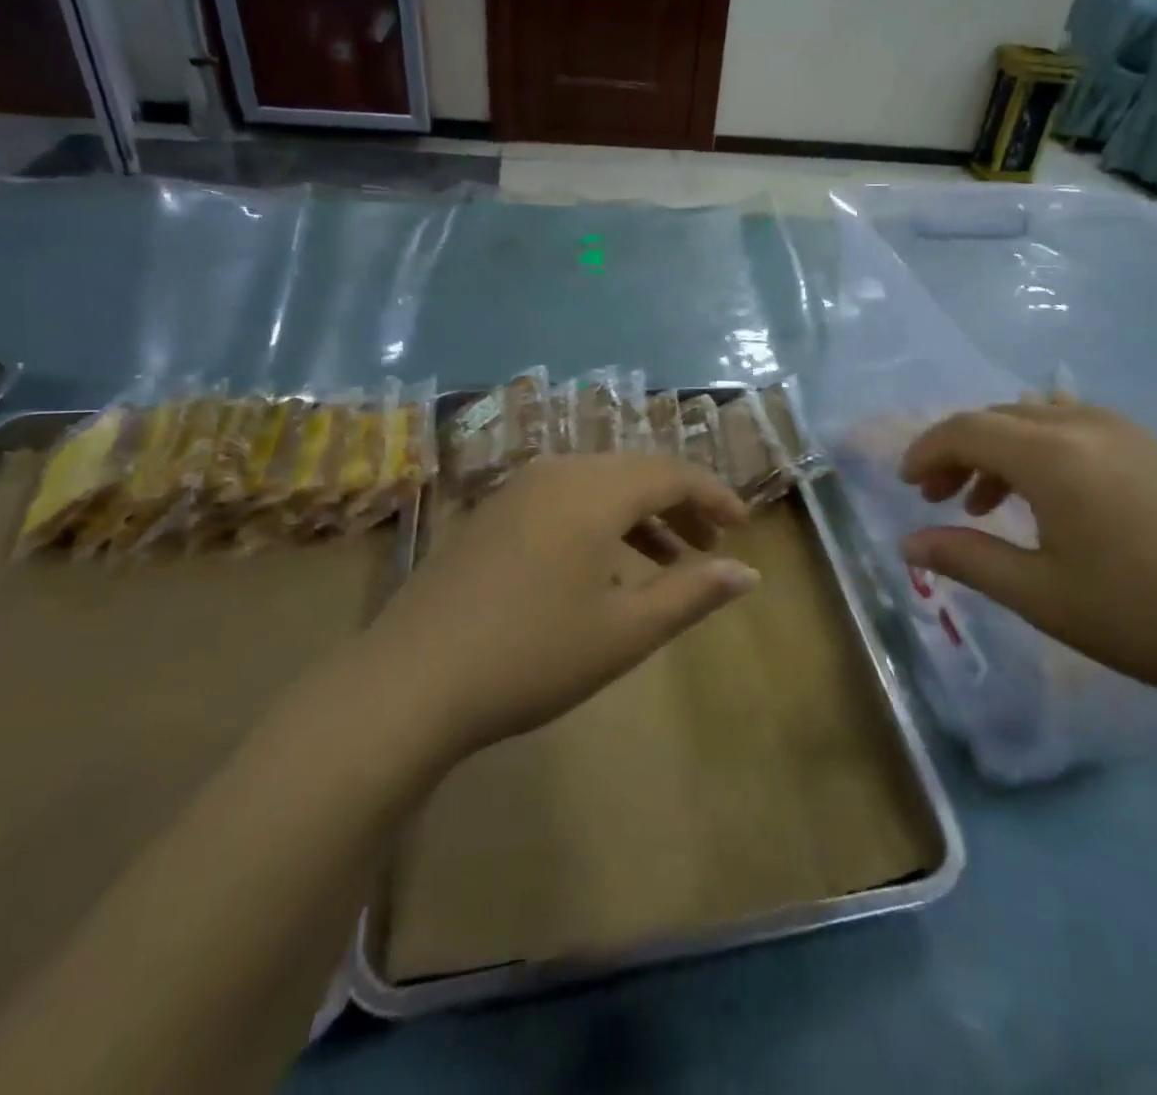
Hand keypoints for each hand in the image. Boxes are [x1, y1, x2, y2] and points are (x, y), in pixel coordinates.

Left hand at [369, 456, 757, 761]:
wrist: (408, 683)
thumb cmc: (532, 655)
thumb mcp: (626, 631)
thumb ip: (693, 593)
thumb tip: (748, 572)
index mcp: (593, 489)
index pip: (672, 473)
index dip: (713, 495)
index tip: (743, 525)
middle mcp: (556, 473)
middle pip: (635, 472)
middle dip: (680, 504)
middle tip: (710, 545)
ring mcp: (516, 491)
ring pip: (598, 485)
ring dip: (640, 515)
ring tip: (668, 559)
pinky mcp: (490, 515)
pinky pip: (563, 500)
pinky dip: (599, 522)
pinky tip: (604, 569)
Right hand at [899, 400, 1156, 698]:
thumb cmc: (1143, 613)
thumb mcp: (1040, 594)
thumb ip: (967, 559)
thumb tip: (908, 543)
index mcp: (1052, 455)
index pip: (967, 429)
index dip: (926, 450)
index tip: (905, 484)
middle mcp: (1086, 426)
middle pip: (999, 417)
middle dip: (958, 449)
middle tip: (938, 497)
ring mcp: (1129, 431)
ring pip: (1039, 417)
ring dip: (1001, 448)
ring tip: (990, 500)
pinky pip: (1079, 425)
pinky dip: (1043, 447)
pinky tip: (1053, 492)